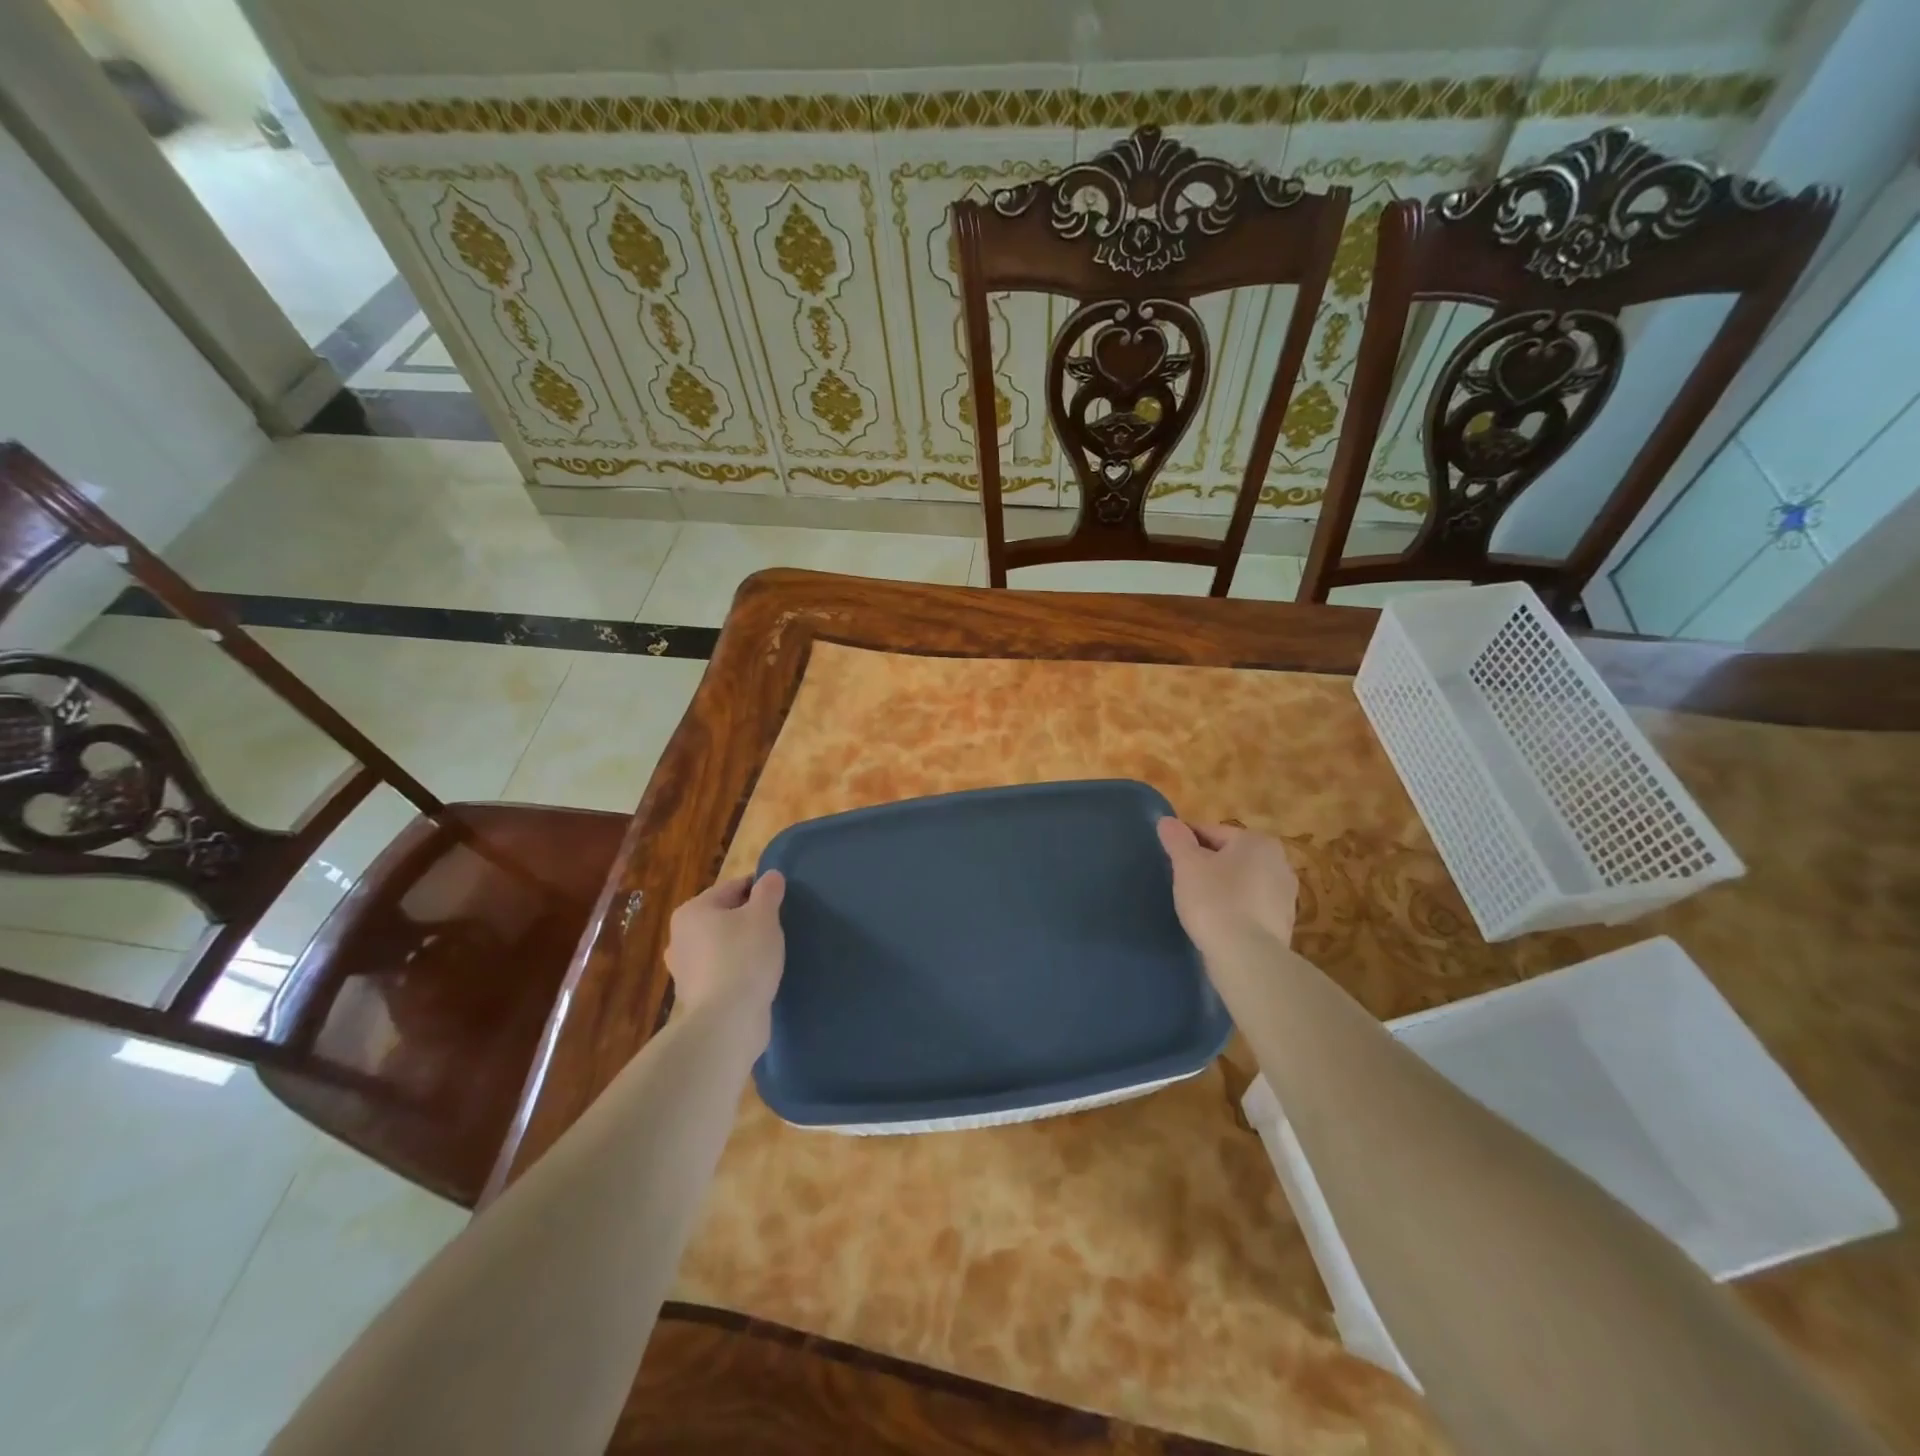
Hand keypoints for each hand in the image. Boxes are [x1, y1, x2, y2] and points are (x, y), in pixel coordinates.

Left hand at [665, 872, 786, 1020]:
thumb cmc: (744, 958)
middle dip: (749, 919)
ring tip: (770, 954)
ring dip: (743, 946)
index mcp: (692, 911)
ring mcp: (684, 969)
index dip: (760, 890)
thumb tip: (771, 876)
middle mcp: (680, 937)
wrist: (726, 1022)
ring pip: (722, 945)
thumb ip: (768, 892)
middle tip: (778, 928)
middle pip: (724, 917)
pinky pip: (721, 971)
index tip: (782, 900)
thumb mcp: (764, 917)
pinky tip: (756, 977)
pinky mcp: (694, 996)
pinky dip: (737, 971)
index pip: (732, 887)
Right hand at [1156, 819, 1297, 959]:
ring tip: (1197, 903)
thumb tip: (1167, 821)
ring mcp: (1286, 895)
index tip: (1169, 857)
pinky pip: (1251, 906)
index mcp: (1257, 841)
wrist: (1247, 957)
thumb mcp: (1187, 865)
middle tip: (1181, 881)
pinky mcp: (1284, 923)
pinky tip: (1217, 922)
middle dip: (1207, 864)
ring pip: (1242, 882)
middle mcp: (1279, 862)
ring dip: (1221, 887)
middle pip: (1230, 856)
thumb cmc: (1215, 900)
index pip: (1212, 832)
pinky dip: (1234, 909)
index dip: (1186, 842)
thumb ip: (1176, 839)